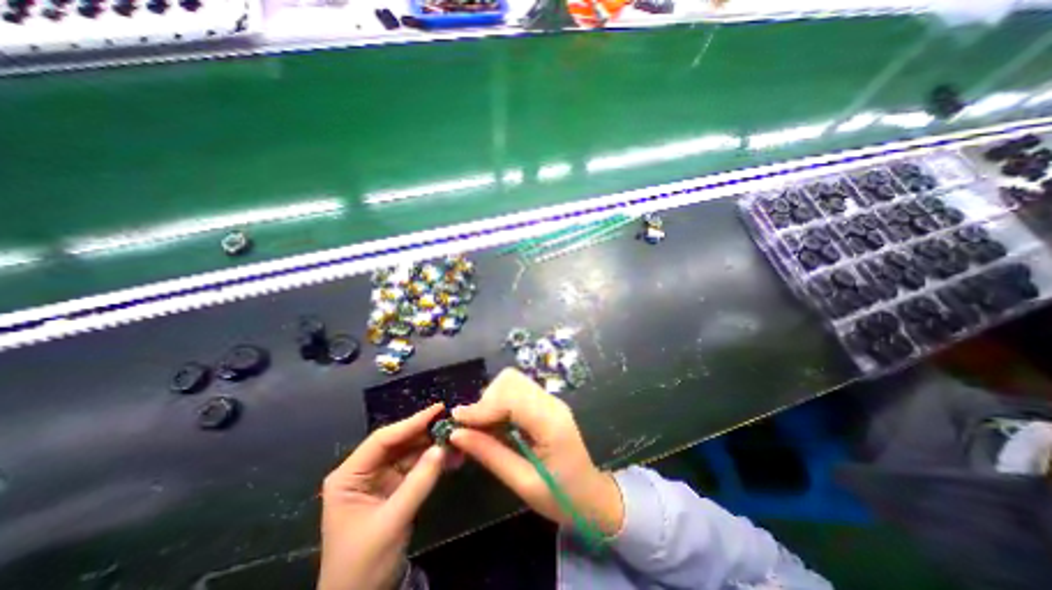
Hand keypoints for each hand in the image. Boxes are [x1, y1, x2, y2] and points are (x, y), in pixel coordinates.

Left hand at [316, 404, 446, 589]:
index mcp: (349, 475)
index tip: (439, 409)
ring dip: (434, 446)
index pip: (383, 439)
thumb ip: (418, 483)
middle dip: (427, 433)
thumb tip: (442, 448)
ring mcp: (381, 478)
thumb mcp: (391, 522)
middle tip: (454, 423)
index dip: (412, 422)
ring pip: (411, 452)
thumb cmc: (363, 564)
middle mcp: (364, 470)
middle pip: (399, 442)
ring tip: (458, 439)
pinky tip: (453, 457)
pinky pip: (417, 466)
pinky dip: (435, 461)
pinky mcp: (395, 486)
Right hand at [446, 370, 622, 536]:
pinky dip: (500, 401)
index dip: (482, 407)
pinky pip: (517, 390)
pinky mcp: (545, 403)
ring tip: (484, 426)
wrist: (590, 495)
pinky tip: (496, 422)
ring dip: (492, 398)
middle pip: (511, 381)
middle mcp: (551, 403)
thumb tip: (456, 434)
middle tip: (474, 427)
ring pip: (512, 381)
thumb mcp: (523, 483)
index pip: (512, 398)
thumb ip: (490, 454)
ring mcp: (550, 400)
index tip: (457, 422)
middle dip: (486, 400)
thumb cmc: (560, 497)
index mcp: (551, 423)